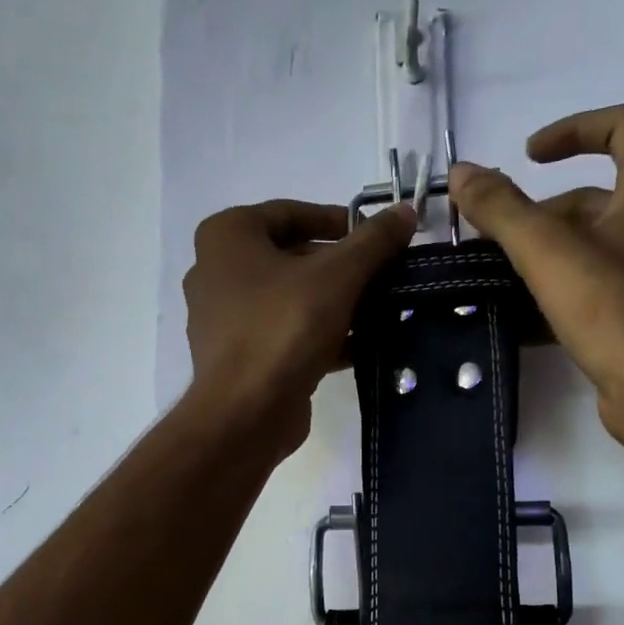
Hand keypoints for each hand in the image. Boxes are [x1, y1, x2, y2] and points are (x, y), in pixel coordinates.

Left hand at [182, 198, 417, 456]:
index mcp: (227, 237)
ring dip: (335, 304)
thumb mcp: (338, 276)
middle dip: (341, 268)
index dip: (338, 220)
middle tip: (383, 276)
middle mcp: (217, 272)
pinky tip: (361, 346)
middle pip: (292, 258)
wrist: (246, 413)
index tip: (376, 237)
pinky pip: (285, 334)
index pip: (290, 213)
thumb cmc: (283, 328)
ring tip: (380, 310)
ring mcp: (225, 319)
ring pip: (290, 299)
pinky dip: (320, 336)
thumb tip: (407, 211)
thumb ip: (373, 242)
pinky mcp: (240, 358)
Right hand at [448, 104, 623, 447]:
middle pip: (596, 195)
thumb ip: (500, 208)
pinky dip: (561, 288)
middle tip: (496, 237)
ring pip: (593, 244)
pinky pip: (596, 285)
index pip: (622, 126)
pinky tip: (522, 314)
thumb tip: (460, 173)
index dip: (572, 129)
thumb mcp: (547, 251)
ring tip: (501, 276)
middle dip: (542, 212)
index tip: (527, 155)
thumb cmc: (612, 309)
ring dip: (546, 253)